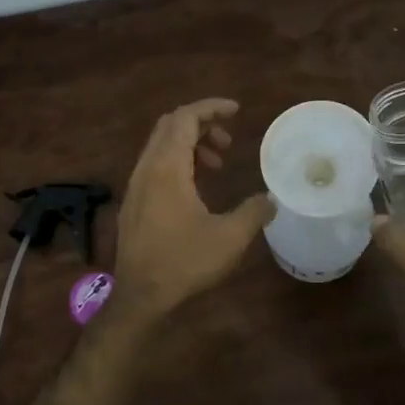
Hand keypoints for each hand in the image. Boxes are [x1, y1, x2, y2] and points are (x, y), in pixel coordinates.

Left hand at [112, 99, 273, 324]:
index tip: (236, 111)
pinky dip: (178, 162)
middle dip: (201, 124)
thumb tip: (271, 199)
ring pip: (161, 146)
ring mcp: (136, 186)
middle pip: (170, 126)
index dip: (211, 108)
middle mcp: (146, 169)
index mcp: (167, 168)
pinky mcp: (134, 203)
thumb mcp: (230, 237)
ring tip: (217, 164)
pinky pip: (155, 166)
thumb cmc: (184, 262)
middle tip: (228, 141)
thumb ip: (253, 212)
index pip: (184, 118)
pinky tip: (197, 188)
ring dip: (190, 145)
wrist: (141, 297)